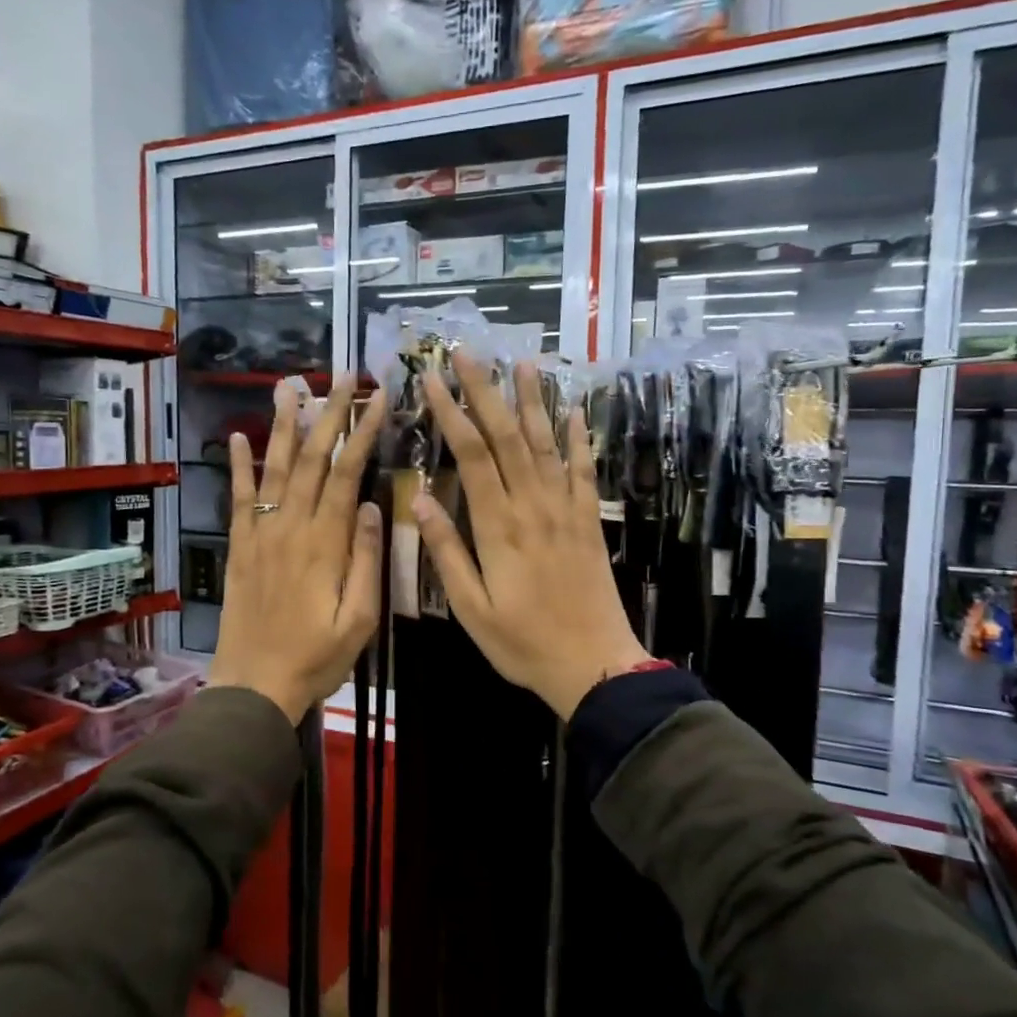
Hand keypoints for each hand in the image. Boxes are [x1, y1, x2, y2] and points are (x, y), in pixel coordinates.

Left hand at [207, 375, 386, 723]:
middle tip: (342, 374)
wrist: (254, 686)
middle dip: (329, 413)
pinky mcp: (240, 548)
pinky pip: (240, 500)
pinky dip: (240, 466)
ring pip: (276, 469)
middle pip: (313, 460)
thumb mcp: (358, 619)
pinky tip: (241, 437)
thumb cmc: (316, 658)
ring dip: (285, 425)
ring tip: (291, 385)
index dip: (363, 432)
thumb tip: (373, 507)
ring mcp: (261, 535)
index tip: (377, 398)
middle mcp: (292, 528)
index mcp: (326, 544)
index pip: (348, 474)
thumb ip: (366, 561)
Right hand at [414, 354, 646, 719]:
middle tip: (469, 351)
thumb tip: (422, 502)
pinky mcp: (589, 521)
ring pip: (547, 443)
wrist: (594, 664)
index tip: (433, 378)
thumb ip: (447, 553)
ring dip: (533, 401)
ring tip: (523, 361)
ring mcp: (566, 510)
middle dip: (486, 390)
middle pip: (508, 437)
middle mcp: (533, 506)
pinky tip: (576, 410)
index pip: (472, 455)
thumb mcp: (471, 609)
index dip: (452, 412)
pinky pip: (585, 470)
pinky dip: (580, 437)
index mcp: (498, 527)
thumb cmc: (523, 643)